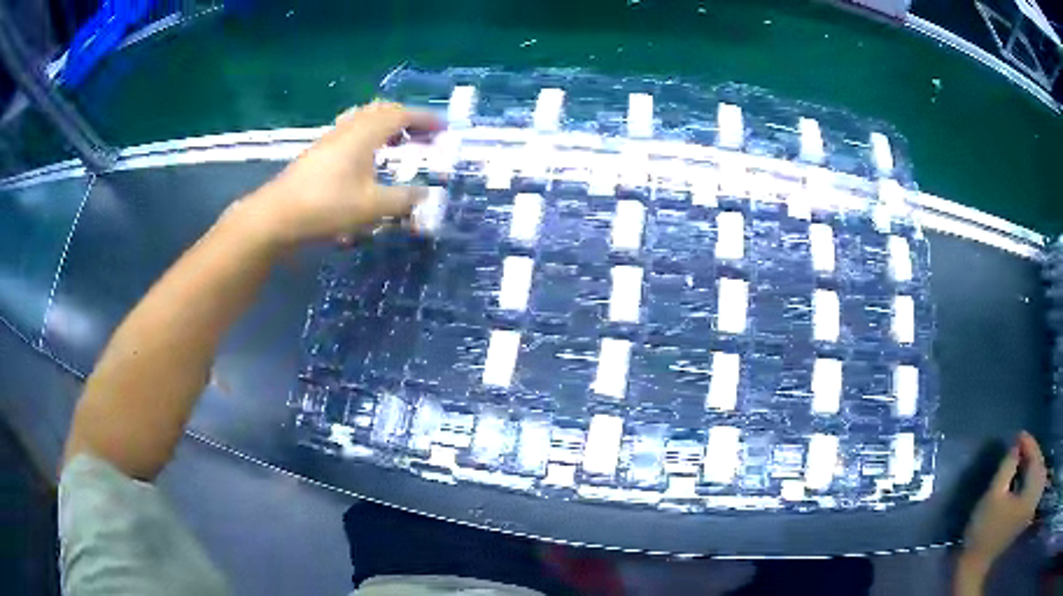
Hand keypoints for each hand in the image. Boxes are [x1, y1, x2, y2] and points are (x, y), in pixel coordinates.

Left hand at [250, 101, 442, 245]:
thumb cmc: (326, 206)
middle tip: (423, 137)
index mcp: (364, 133)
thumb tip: (426, 195)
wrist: (277, 216)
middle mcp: (348, 128)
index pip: (401, 115)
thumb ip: (403, 200)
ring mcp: (330, 138)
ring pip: (364, 119)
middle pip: (382, 111)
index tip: (444, 130)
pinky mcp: (319, 152)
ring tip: (398, 145)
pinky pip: (351, 131)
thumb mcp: (371, 207)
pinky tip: (367, 159)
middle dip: (407, 120)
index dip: (425, 119)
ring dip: (386, 127)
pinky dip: (369, 137)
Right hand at [961, 431, 1047, 572]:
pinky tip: (1020, 477)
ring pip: (1034, 477)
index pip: (1034, 458)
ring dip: (1028, 466)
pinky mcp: (1023, 516)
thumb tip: (1016, 448)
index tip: (1018, 434)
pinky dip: (1027, 479)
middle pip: (1036, 466)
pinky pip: (1030, 488)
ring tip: (1019, 458)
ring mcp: (1028, 508)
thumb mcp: (993, 496)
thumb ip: (1007, 467)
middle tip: (1018, 444)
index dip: (1027, 443)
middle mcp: (1033, 497)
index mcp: (1030, 491)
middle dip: (1029, 454)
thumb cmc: (984, 531)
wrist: (975, 567)